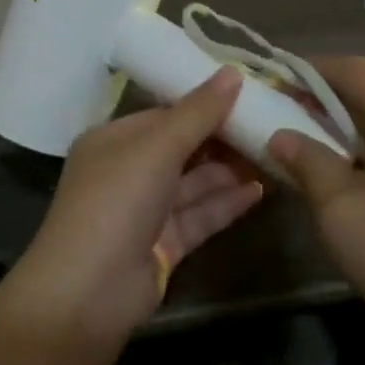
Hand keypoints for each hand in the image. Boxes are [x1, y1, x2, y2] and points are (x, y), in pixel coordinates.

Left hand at [16, 67, 264, 340]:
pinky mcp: (164, 244)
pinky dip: (227, 202)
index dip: (203, 103)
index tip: (247, 93)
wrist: (90, 292)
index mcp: (113, 141)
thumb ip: (197, 113)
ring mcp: (145, 211)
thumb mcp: (157, 148)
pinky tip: (261, 190)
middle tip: (269, 124)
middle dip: (222, 138)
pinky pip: (200, 215)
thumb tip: (233, 72)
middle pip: (182, 148)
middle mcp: (127, 172)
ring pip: (194, 183)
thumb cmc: (117, 202)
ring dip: (230, 170)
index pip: (163, 114)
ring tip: (274, 154)